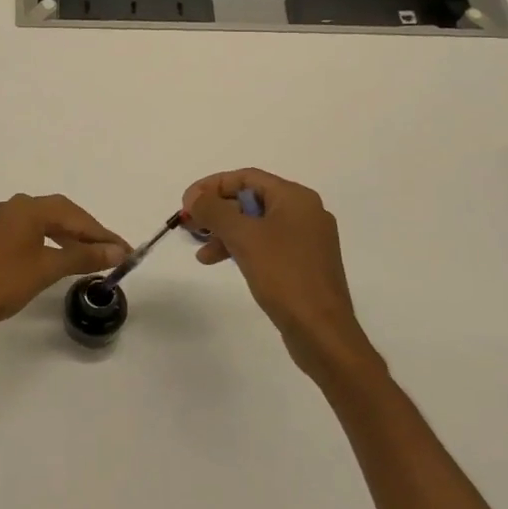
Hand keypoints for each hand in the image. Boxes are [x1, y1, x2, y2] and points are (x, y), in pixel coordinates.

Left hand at [0, 194, 128, 343]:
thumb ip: (84, 257)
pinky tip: (61, 256)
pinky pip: (31, 231)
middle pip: (61, 214)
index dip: (102, 234)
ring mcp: (1, 220)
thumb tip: (117, 251)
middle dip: (88, 232)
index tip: (125, 250)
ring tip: (92, 256)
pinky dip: (52, 241)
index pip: (75, 216)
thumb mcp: (48, 269)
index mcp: (28, 208)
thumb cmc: (3, 282)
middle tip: (112, 252)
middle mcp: (15, 206)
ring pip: (46, 222)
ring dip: (70, 237)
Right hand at [182, 168, 379, 383]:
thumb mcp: (243, 237)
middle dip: (216, 211)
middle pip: (250, 199)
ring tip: (201, 252)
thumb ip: (214, 211)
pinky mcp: (302, 263)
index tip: (186, 203)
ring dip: (224, 232)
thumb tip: (194, 197)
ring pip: (255, 224)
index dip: (212, 186)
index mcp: (296, 198)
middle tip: (189, 225)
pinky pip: (265, 244)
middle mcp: (304, 212)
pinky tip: (221, 262)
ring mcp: (305, 239)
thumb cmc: (283, 275)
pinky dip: (241, 248)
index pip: (246, 178)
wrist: (321, 330)